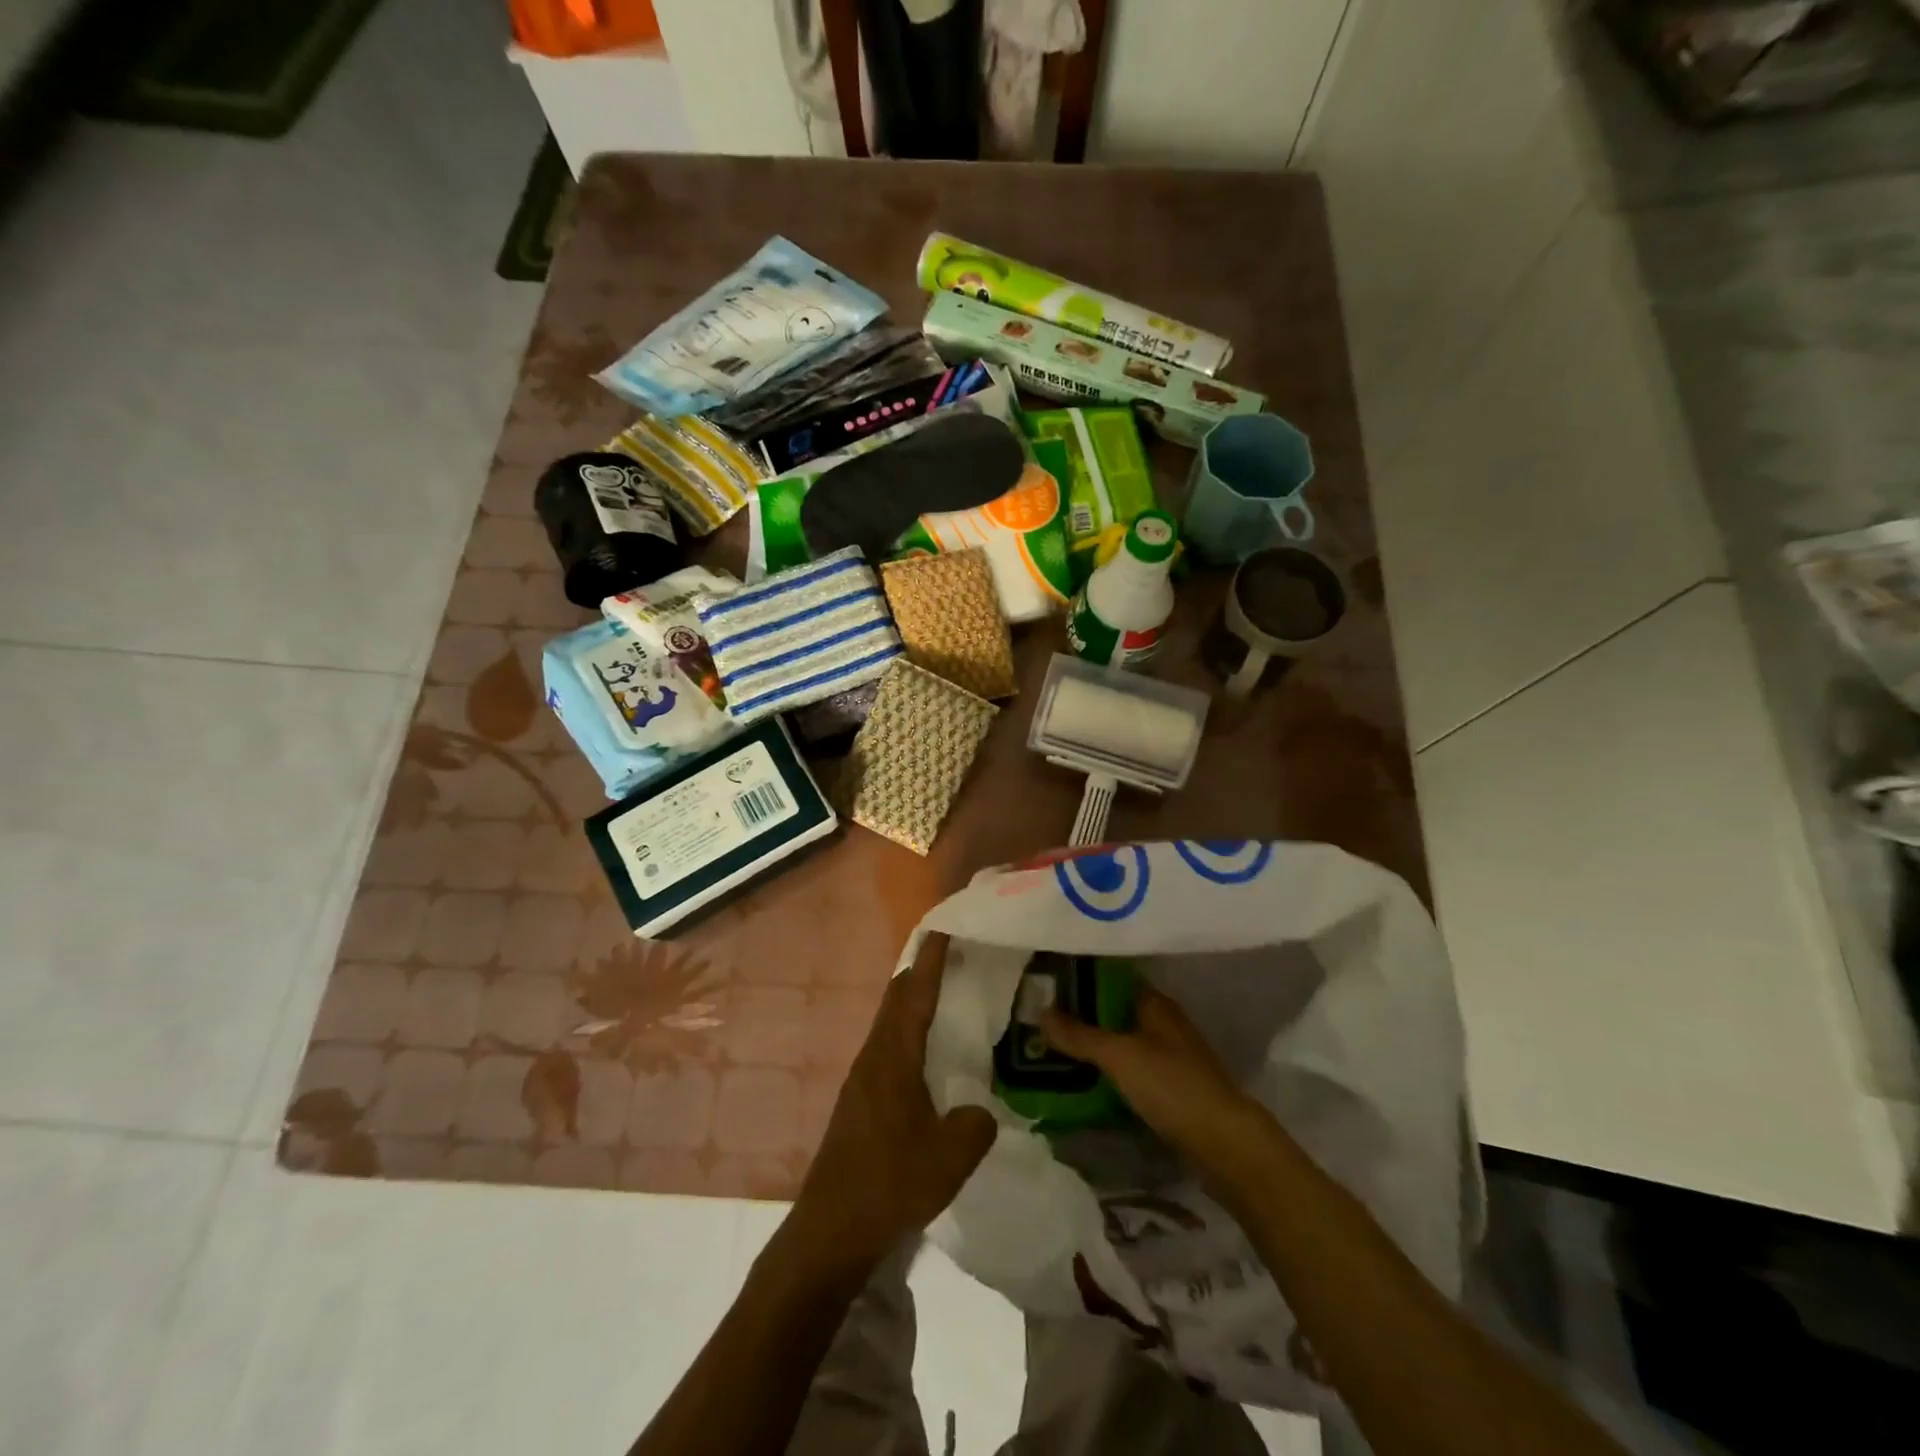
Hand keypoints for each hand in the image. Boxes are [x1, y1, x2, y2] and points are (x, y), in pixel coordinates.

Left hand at [793, 934, 996, 1271]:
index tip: (945, 929)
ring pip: (888, 1023)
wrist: (831, 1227)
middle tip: (951, 956)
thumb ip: (976, 1124)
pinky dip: (906, 1032)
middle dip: (920, 972)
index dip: (932, 961)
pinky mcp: (858, 1100)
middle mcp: (874, 1057)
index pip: (916, 995)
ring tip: (942, 996)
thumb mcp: (951, 1156)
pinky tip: (924, 1054)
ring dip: (911, 1003)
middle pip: (896, 1000)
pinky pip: (886, 1047)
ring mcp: (861, 1079)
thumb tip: (979, 1111)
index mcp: (894, 1057)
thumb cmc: (891, 1182)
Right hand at [1040, 984, 1263, 1180]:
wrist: (1225, 1144)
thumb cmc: (1171, 1085)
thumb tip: (1040, 1011)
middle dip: (1080, 1016)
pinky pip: (1128, 1070)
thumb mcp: (1119, 1055)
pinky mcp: (1169, 1089)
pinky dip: (1106, 1072)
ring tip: (1050, 1050)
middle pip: (1113, 1011)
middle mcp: (1162, 1024)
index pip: (1111, 978)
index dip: (1079, 979)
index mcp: (1155, 1003)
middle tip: (1039, 1020)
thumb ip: (1079, 1035)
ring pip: (1120, 1042)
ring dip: (1092, 1047)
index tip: (1044, 984)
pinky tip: (1081, 1081)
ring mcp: (1168, 1057)